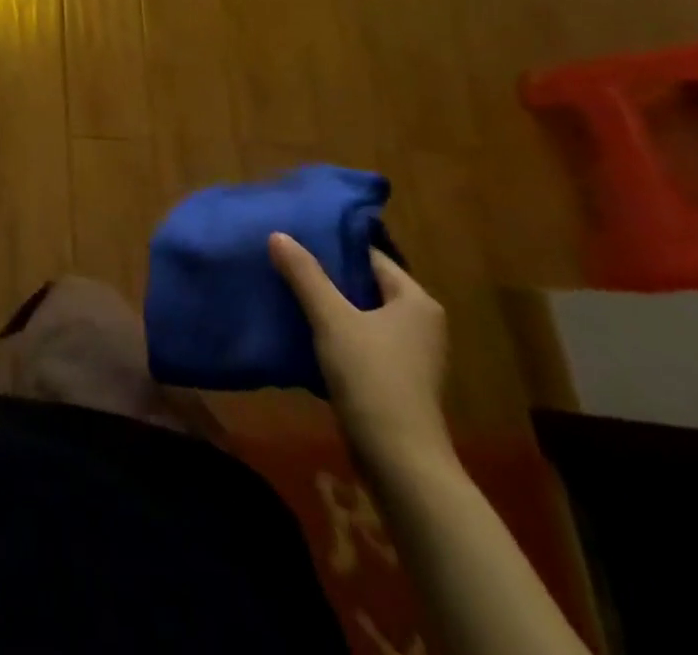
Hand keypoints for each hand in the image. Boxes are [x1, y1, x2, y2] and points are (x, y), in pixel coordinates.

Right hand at [269, 233, 452, 473]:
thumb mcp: (332, 319)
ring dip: (326, 304)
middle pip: (363, 284)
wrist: (400, 462)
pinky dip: (333, 332)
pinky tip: (300, 328)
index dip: (333, 244)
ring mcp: (408, 354)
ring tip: (284, 287)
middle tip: (284, 258)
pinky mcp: (394, 379)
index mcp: (415, 301)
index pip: (370, 256)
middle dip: (325, 274)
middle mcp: (419, 323)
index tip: (295, 235)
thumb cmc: (373, 378)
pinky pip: (358, 340)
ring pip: (359, 313)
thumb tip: (278, 234)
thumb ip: (305, 275)